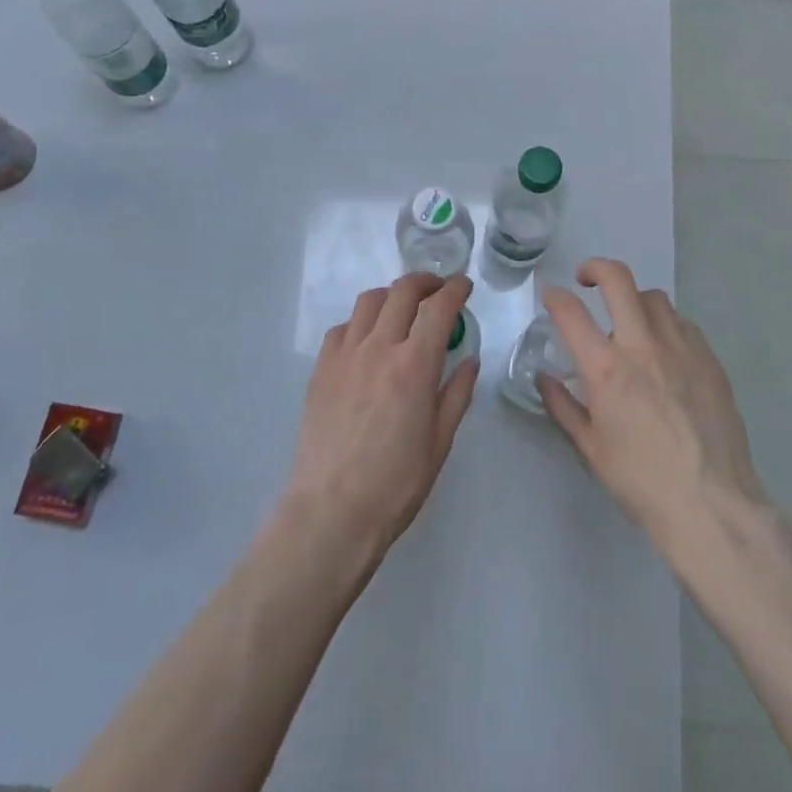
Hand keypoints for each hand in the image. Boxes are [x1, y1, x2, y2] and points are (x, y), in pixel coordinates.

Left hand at [284, 273, 479, 569]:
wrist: (332, 510)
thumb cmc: (396, 483)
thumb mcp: (440, 441)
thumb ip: (457, 393)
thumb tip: (469, 359)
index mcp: (415, 364)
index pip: (439, 307)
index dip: (455, 289)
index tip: (464, 285)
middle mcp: (380, 347)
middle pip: (402, 291)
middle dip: (425, 281)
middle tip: (438, 289)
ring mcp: (345, 355)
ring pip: (369, 301)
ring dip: (392, 295)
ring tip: (403, 308)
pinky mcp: (321, 368)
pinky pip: (342, 328)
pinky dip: (361, 322)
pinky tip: (367, 339)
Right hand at [540, 259, 765, 552]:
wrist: (711, 504)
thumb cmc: (641, 481)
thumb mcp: (590, 449)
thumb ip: (563, 406)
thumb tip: (545, 378)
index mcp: (607, 369)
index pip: (571, 312)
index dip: (555, 296)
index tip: (551, 296)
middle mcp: (643, 345)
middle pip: (618, 280)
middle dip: (595, 268)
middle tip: (586, 278)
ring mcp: (681, 348)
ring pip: (654, 298)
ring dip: (634, 300)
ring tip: (629, 321)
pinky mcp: (709, 358)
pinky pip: (683, 323)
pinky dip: (665, 324)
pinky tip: (663, 350)